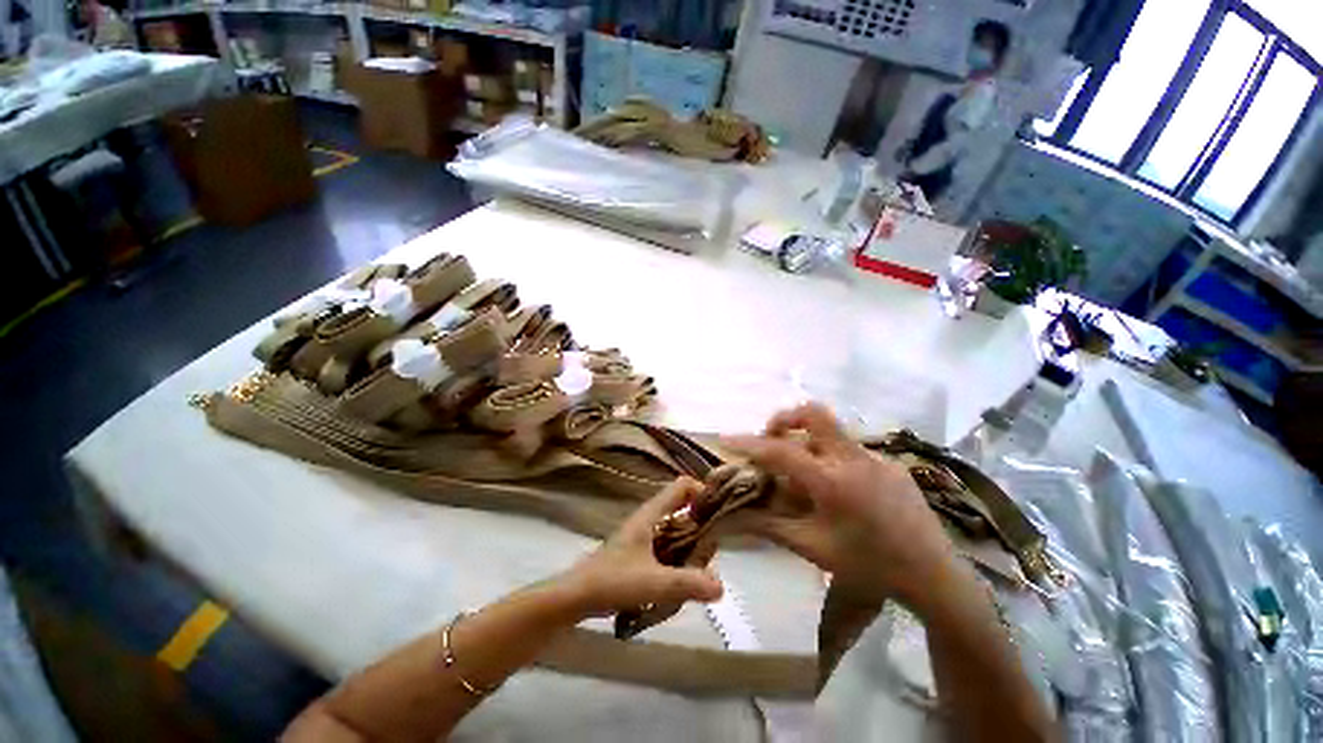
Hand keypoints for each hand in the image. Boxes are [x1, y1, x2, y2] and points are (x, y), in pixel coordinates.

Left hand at [558, 478, 723, 618]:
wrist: (575, 598)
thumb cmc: (612, 581)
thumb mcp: (654, 583)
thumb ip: (688, 583)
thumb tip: (721, 586)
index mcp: (651, 514)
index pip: (681, 486)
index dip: (702, 491)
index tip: (719, 513)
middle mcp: (648, 519)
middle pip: (681, 507)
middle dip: (701, 522)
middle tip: (714, 548)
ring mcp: (642, 535)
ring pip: (675, 528)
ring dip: (691, 541)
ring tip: (704, 566)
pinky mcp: (638, 552)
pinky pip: (667, 545)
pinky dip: (679, 554)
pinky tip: (685, 578)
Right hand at [726, 403, 958, 607]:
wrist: (933, 575)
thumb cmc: (868, 565)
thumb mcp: (812, 547)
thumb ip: (769, 526)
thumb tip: (731, 518)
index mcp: (832, 482)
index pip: (780, 451)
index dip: (750, 443)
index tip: (727, 439)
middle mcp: (853, 459)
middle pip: (814, 414)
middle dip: (785, 418)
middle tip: (773, 438)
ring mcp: (876, 457)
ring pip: (832, 431)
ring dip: (808, 440)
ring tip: (804, 471)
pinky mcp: (891, 462)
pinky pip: (851, 449)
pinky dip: (833, 457)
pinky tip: (839, 488)